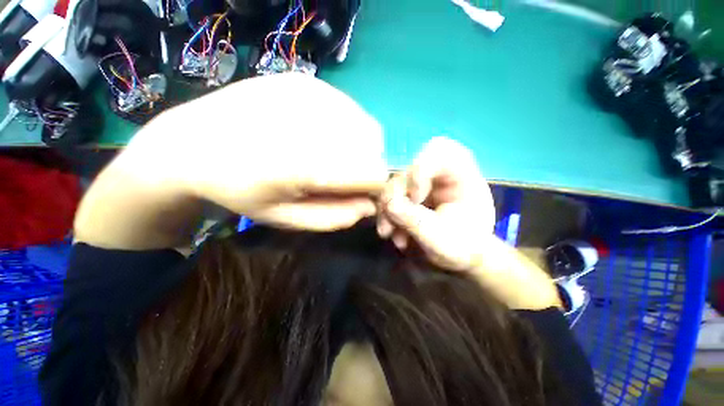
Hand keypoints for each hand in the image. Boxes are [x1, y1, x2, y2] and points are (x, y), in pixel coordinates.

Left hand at [133, 73, 386, 230]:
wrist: (191, 143)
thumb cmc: (240, 190)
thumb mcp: (288, 218)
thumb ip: (335, 216)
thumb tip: (370, 206)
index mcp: (308, 164)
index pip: (375, 174)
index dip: (371, 189)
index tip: (357, 194)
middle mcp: (315, 122)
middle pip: (375, 149)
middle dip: (366, 168)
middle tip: (341, 176)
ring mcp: (312, 94)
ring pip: (367, 127)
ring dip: (360, 147)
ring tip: (332, 155)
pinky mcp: (306, 81)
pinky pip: (350, 110)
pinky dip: (348, 127)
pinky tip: (321, 134)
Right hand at [377, 137, 494, 270]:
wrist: (462, 259)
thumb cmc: (464, 248)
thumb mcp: (442, 240)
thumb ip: (417, 221)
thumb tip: (390, 205)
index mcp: (462, 176)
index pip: (440, 151)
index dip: (421, 168)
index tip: (415, 198)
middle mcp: (440, 176)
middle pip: (410, 169)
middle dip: (396, 193)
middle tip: (392, 217)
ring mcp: (424, 185)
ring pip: (395, 184)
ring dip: (387, 208)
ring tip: (388, 232)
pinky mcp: (411, 196)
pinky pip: (391, 197)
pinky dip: (387, 214)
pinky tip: (390, 232)